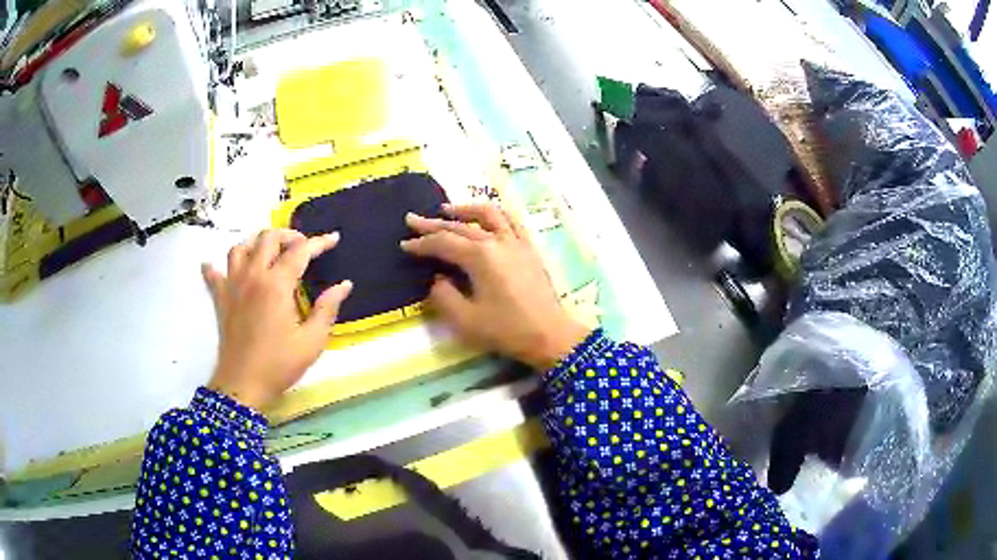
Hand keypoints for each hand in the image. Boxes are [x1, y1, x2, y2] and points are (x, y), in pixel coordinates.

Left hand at [202, 229, 352, 409]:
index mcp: (277, 284)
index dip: (319, 242)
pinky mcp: (220, 298)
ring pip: (240, 247)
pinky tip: (219, 266)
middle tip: (302, 247)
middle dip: (288, 235)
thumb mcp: (312, 341)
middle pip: (268, 238)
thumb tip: (344, 284)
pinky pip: (213, 273)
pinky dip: (216, 265)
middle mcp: (253, 275)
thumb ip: (327, 309)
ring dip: (256, 243)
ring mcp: (232, 284)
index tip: (334, 239)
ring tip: (268, 252)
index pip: (300, 251)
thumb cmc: (279, 364)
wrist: (242, 384)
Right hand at [402, 204, 590, 370]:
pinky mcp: (529, 248)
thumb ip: (444, 296)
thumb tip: (437, 279)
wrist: (549, 335)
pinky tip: (486, 218)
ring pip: (488, 214)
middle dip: (434, 224)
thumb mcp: (465, 320)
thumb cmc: (506, 330)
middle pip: (461, 226)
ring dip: (465, 210)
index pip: (444, 243)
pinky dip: (494, 214)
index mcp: (480, 257)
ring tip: (447, 209)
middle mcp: (497, 241)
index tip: (404, 244)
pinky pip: (511, 221)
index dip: (422, 244)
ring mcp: (516, 241)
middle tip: (412, 219)